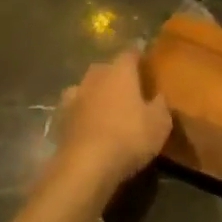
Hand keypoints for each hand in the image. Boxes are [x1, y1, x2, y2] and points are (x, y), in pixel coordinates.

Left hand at [56, 51, 170, 190]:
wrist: (86, 167)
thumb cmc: (129, 137)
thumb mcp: (160, 123)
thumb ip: (160, 104)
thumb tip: (158, 95)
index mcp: (120, 72)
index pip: (130, 54)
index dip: (139, 57)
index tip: (147, 64)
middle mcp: (94, 78)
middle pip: (105, 68)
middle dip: (115, 75)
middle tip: (129, 89)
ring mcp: (74, 98)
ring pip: (87, 88)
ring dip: (96, 94)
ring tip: (107, 107)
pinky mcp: (60, 120)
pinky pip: (75, 110)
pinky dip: (82, 114)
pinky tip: (90, 126)